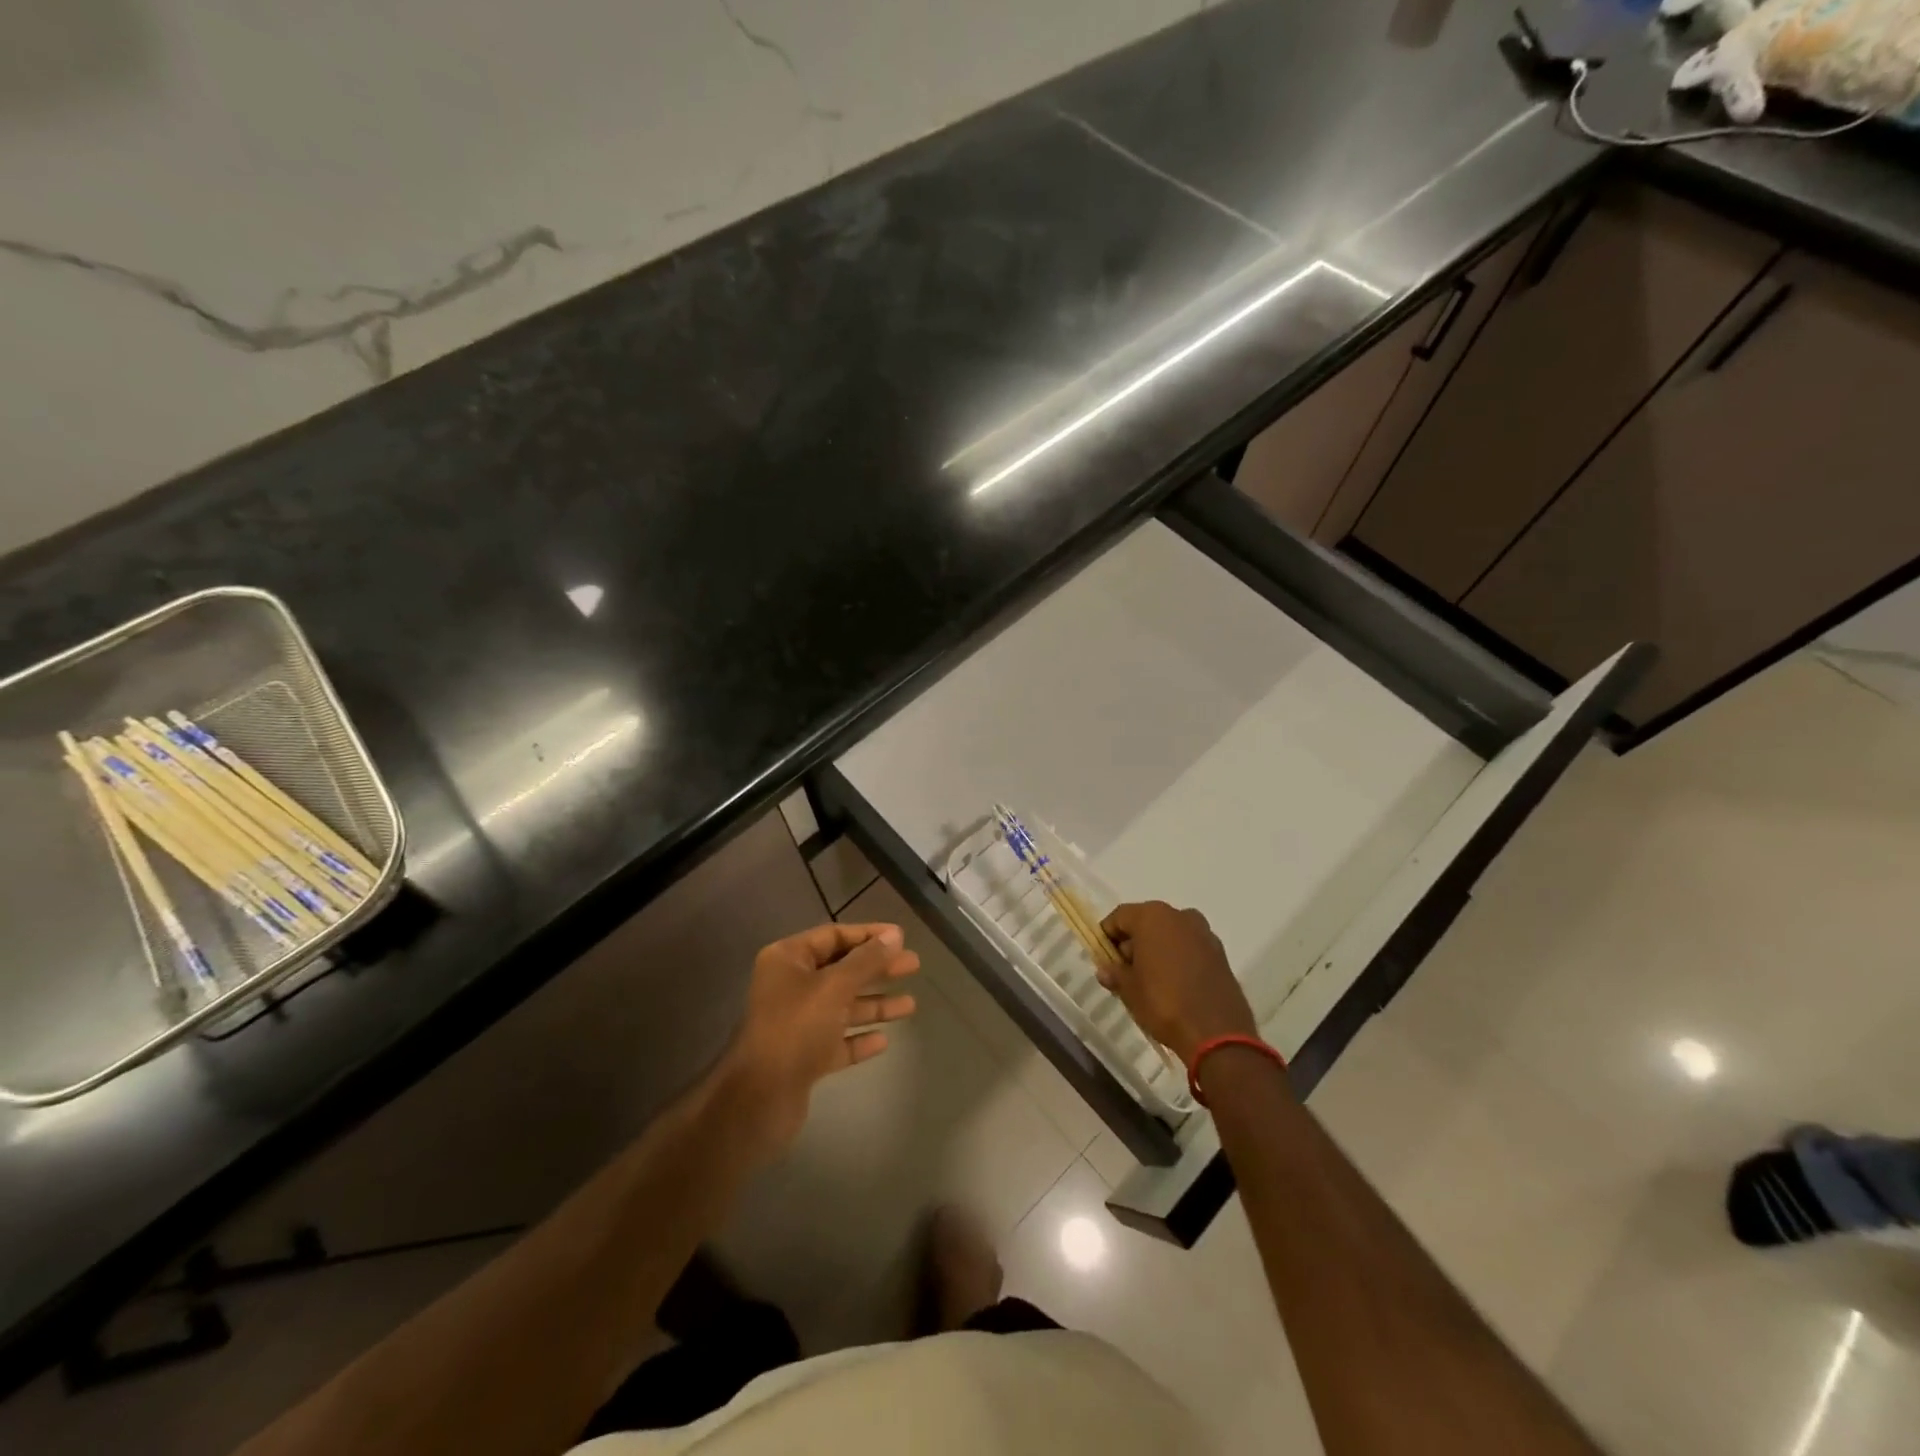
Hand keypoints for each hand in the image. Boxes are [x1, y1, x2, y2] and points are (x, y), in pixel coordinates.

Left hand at [718, 922, 919, 1154]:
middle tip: (913, 966)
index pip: (833, 935)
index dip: (868, 935)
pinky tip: (884, 1040)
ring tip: (910, 1005)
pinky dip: (859, 1038)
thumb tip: (894, 935)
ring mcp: (796, 1023)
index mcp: (788, 960)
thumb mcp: (835, 987)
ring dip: (874, 1004)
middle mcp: (790, 986)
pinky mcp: (803, 1057)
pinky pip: (837, 1040)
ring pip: (842, 1006)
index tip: (901, 938)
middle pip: (841, 970)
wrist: (760, 1098)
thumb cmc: (796, 1028)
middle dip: (877, 969)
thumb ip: (866, 960)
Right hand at [1097, 902, 1255, 1066]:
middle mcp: (1180, 916)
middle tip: (1124, 971)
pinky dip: (1178, 959)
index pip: (1120, 916)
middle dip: (1133, 943)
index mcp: (1153, 917)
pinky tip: (1174, 984)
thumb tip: (1105, 969)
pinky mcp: (1220, 954)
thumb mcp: (1129, 990)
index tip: (1103, 957)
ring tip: (1149, 980)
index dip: (1107, 935)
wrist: (1217, 1033)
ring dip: (1157, 950)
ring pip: (1170, 934)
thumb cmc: (1164, 1003)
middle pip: (1146, 922)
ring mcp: (1204, 934)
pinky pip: (1190, 948)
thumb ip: (1115, 973)